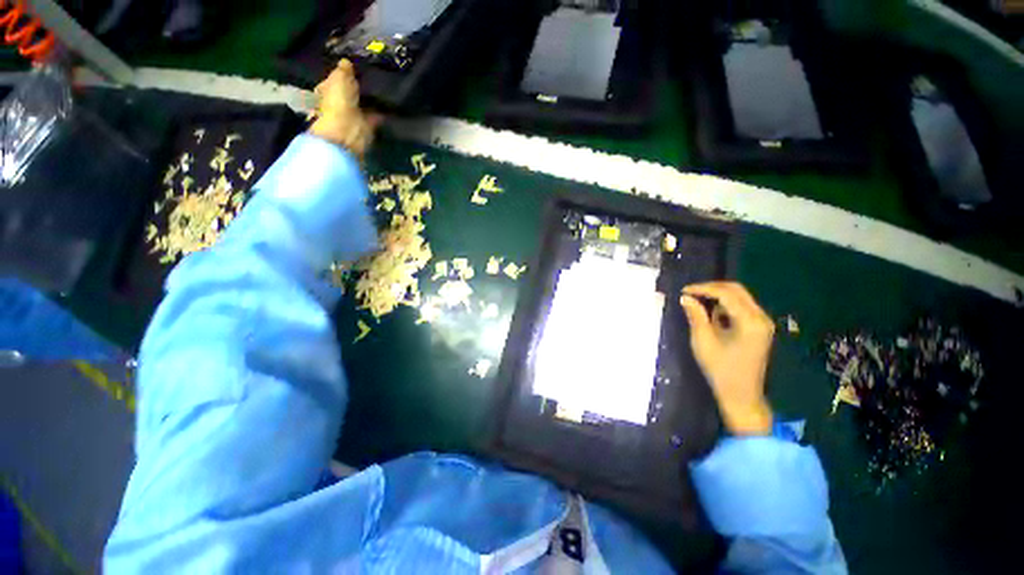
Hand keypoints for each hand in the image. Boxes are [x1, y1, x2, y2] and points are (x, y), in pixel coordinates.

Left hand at [309, 59, 381, 156]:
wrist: (348, 130)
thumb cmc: (338, 101)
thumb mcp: (339, 78)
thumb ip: (344, 69)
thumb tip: (346, 61)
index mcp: (326, 90)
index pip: (335, 79)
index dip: (344, 73)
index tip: (357, 66)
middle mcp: (338, 102)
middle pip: (350, 91)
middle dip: (359, 86)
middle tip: (373, 74)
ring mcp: (353, 115)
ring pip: (363, 103)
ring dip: (371, 98)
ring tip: (384, 86)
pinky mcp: (367, 125)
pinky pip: (376, 114)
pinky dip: (382, 110)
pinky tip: (391, 102)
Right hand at [680, 282, 774, 434]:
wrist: (741, 395)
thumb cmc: (720, 370)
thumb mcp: (703, 341)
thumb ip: (696, 316)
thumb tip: (686, 297)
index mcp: (750, 321)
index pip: (726, 293)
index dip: (703, 288)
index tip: (683, 291)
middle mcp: (761, 317)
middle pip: (736, 290)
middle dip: (711, 288)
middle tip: (689, 293)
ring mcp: (763, 322)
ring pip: (740, 296)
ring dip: (718, 295)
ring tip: (697, 301)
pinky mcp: (759, 328)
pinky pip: (742, 307)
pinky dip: (725, 304)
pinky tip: (711, 313)